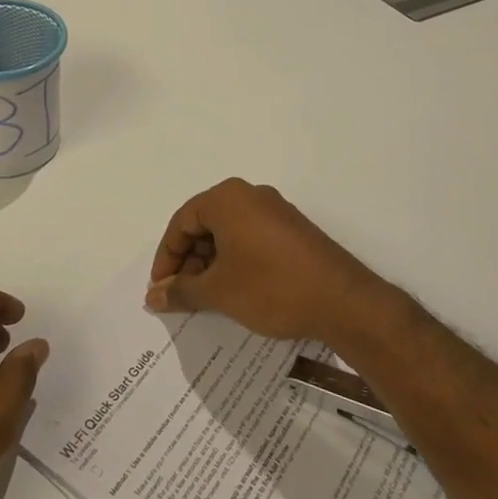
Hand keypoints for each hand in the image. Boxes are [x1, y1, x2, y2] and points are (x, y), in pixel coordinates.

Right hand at [145, 178, 390, 346]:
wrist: (344, 302)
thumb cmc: (271, 287)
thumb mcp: (218, 291)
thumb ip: (181, 291)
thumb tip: (153, 296)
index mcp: (227, 199)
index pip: (181, 222)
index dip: (166, 257)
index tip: (161, 288)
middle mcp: (250, 196)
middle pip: (204, 225)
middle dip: (188, 260)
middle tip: (182, 294)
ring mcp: (276, 212)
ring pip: (228, 233)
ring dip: (211, 263)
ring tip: (207, 297)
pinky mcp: (293, 231)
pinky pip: (251, 239)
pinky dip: (236, 261)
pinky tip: (236, 291)